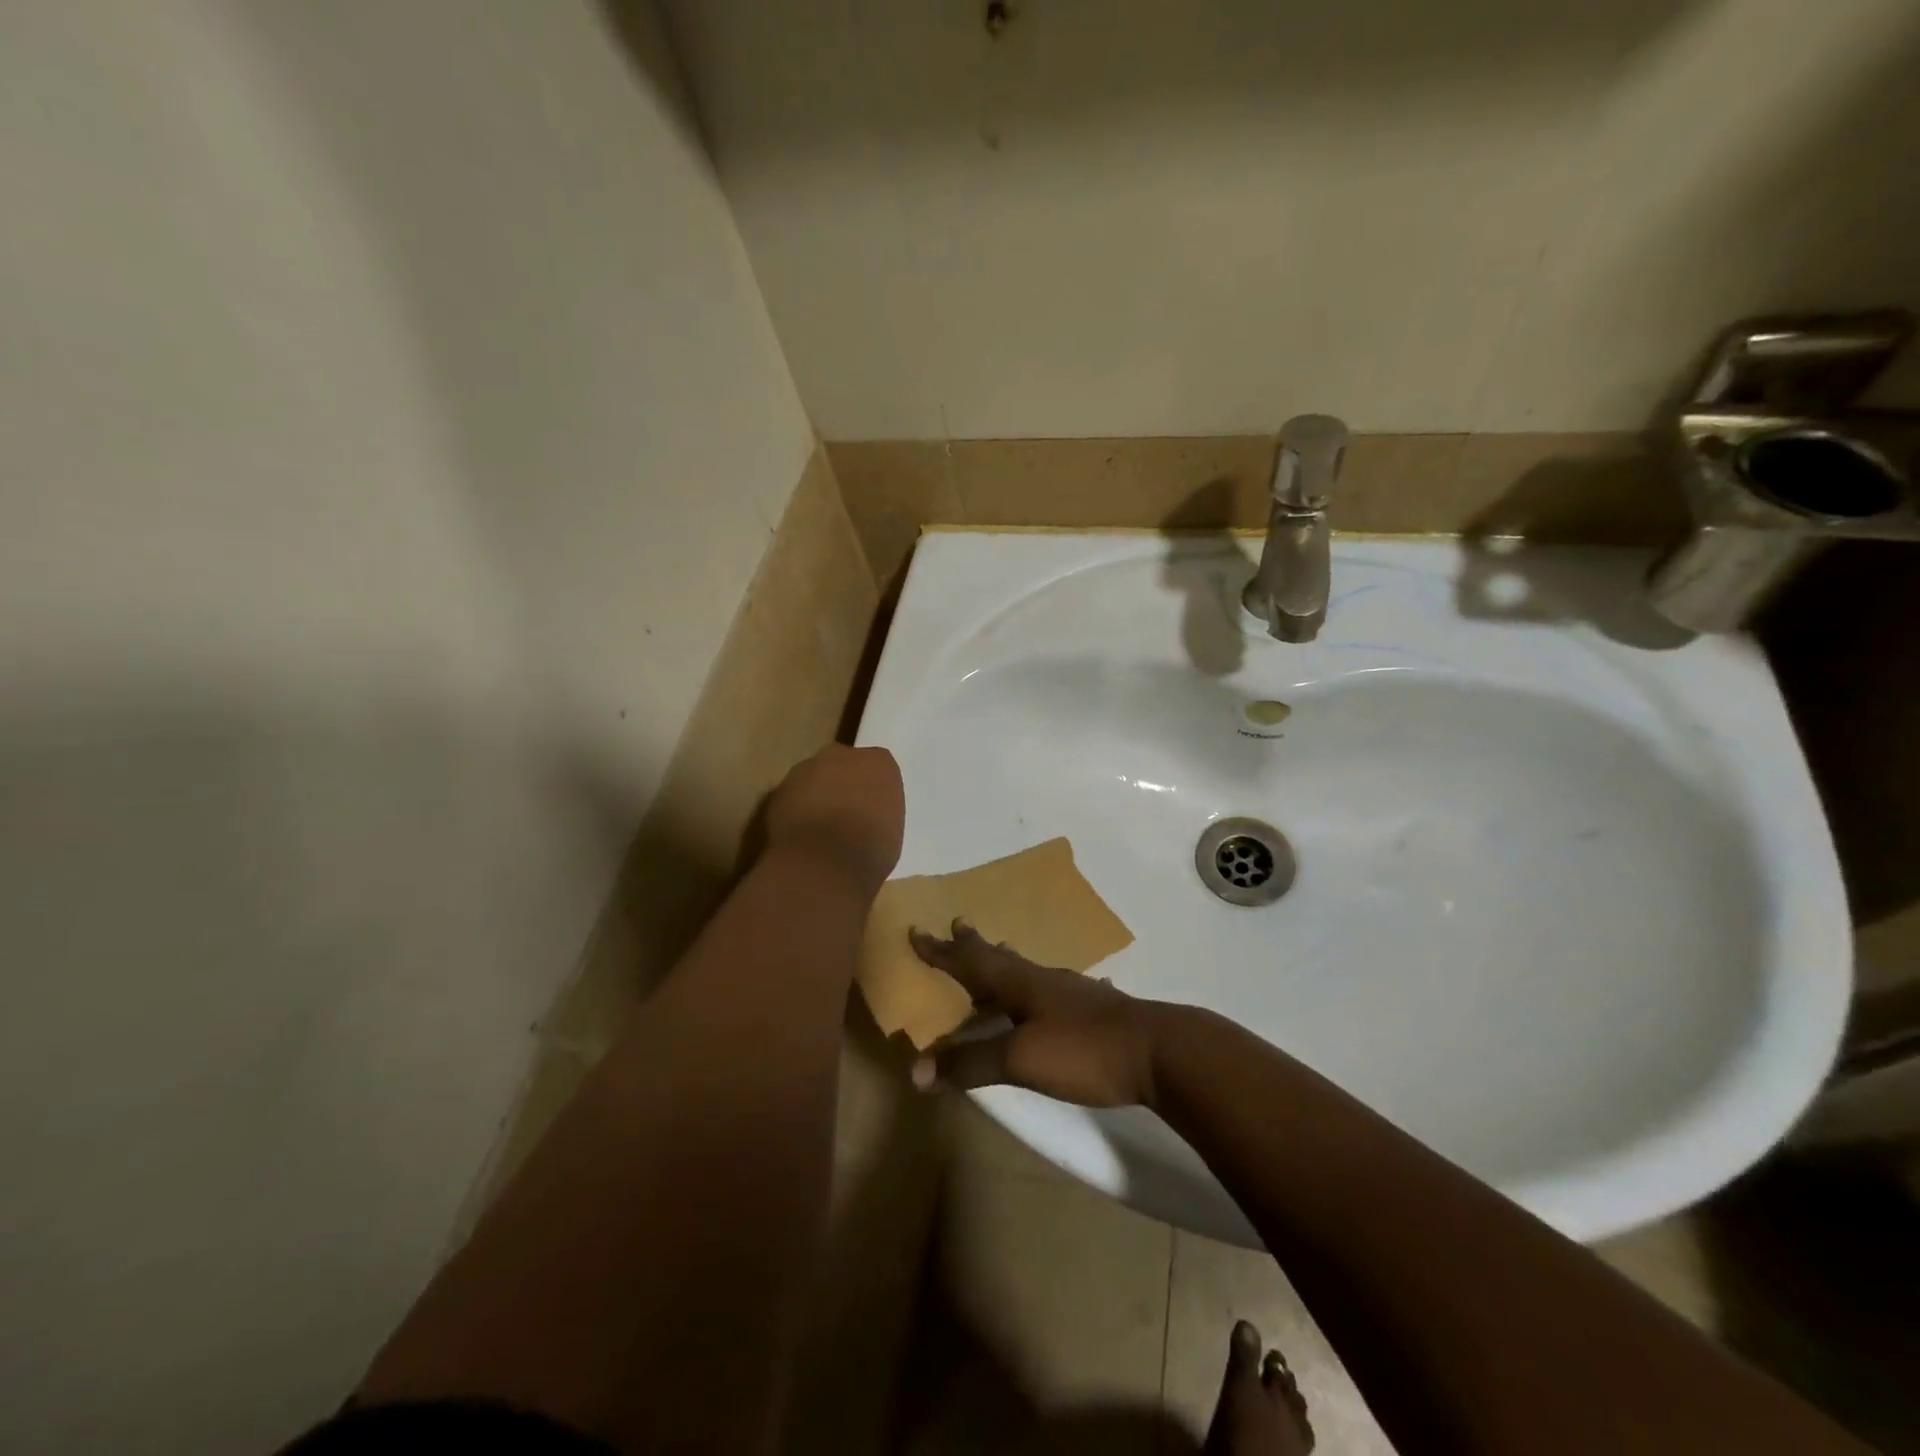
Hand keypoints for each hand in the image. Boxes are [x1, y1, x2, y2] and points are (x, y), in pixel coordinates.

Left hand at [764, 745, 904, 895]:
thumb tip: (867, 816)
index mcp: (879, 762)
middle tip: (846, 815)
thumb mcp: (893, 830)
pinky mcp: (779, 788)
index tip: (872, 810)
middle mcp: (842, 755)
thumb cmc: (871, 850)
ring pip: (813, 777)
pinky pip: (792, 796)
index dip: (873, 789)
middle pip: (843, 764)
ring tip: (819, 829)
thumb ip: (880, 811)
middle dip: (843, 784)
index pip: (879, 768)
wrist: (822, 864)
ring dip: (816, 795)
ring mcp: (806, 769)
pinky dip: (795, 810)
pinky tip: (800, 836)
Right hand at [908, 921, 1158, 1107]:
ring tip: (997, 949)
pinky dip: (1046, 985)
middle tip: (957, 923)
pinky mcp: (1096, 1010)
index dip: (941, 951)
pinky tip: (1063, 988)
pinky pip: (1060, 989)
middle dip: (973, 944)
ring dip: (1006, 960)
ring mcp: (1072, 992)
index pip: (970, 962)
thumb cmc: (1083, 1050)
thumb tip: (915, 1070)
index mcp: (1020, 984)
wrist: (1157, 1052)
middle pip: (999, 956)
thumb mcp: (1020, 1059)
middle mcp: (1043, 979)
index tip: (917, 930)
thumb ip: (970, 1064)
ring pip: (1029, 970)